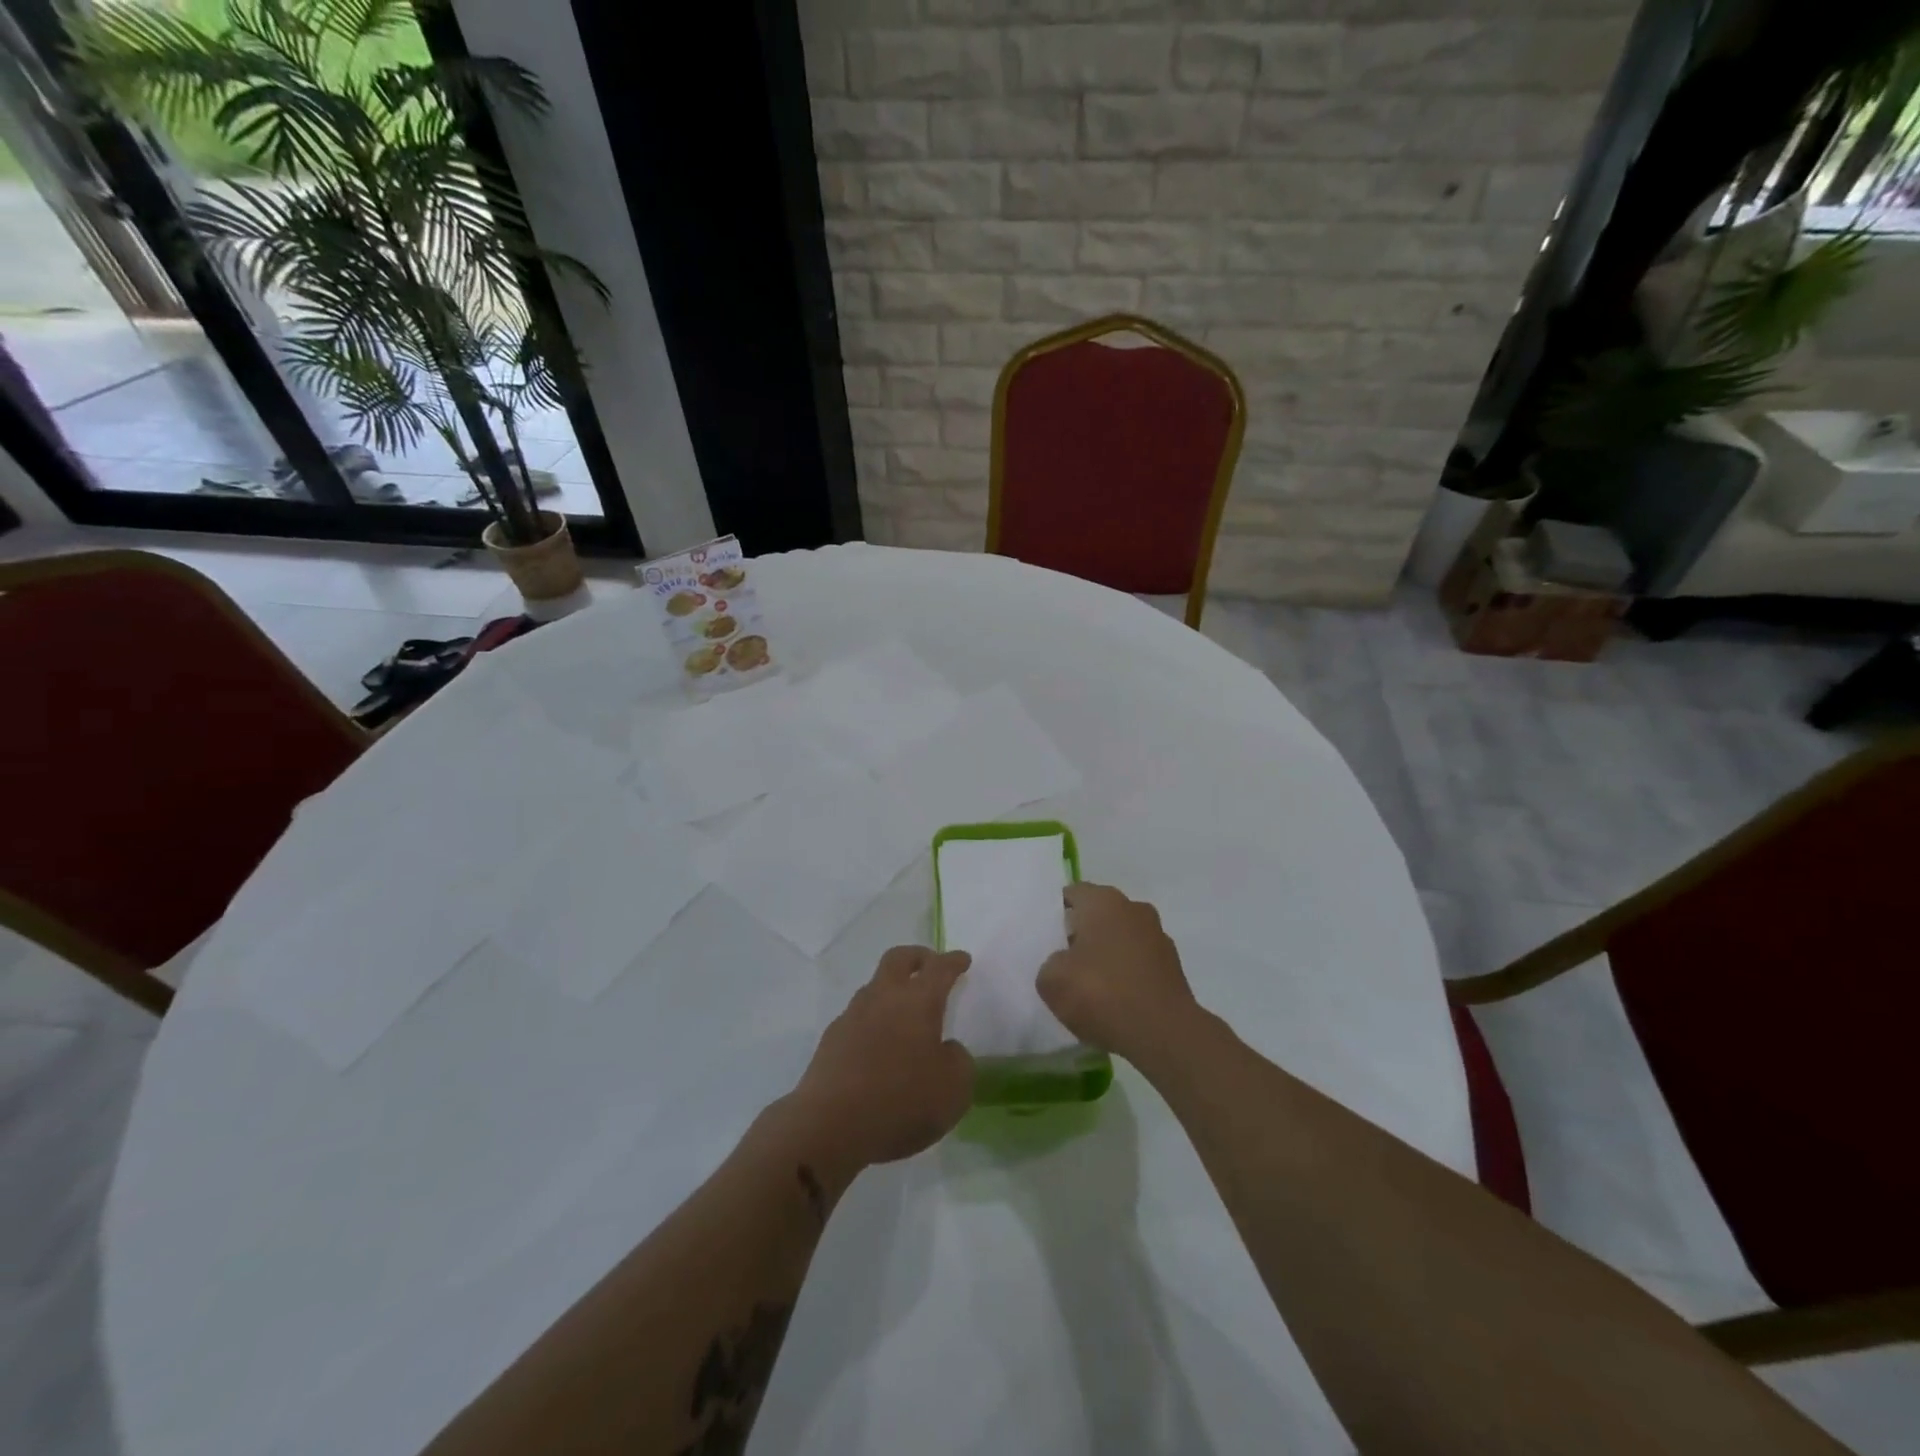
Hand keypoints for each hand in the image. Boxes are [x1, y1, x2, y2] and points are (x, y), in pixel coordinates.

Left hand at [781, 947, 974, 1179]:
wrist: (830, 1126)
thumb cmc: (901, 1102)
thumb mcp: (954, 1089)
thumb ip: (958, 1061)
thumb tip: (946, 1049)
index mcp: (918, 1001)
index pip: (939, 968)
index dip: (953, 961)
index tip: (962, 959)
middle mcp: (883, 998)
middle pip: (898, 959)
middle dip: (917, 957)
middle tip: (930, 964)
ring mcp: (852, 1016)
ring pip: (874, 987)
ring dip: (892, 990)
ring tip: (905, 1012)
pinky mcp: (831, 1040)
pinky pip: (858, 1018)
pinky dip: (873, 1021)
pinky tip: (879, 1046)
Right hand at [1037, 883, 1200, 1067]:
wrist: (1163, 1034)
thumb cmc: (1101, 993)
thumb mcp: (1051, 980)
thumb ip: (1050, 963)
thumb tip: (1063, 964)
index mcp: (1103, 901)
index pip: (1072, 894)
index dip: (1055, 914)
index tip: (1045, 938)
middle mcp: (1134, 909)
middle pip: (1099, 915)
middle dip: (1083, 934)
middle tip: (1063, 962)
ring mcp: (1158, 937)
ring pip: (1121, 939)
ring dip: (1107, 955)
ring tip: (1089, 986)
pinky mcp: (1173, 967)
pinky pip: (1139, 964)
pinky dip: (1127, 976)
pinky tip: (1114, 1001)